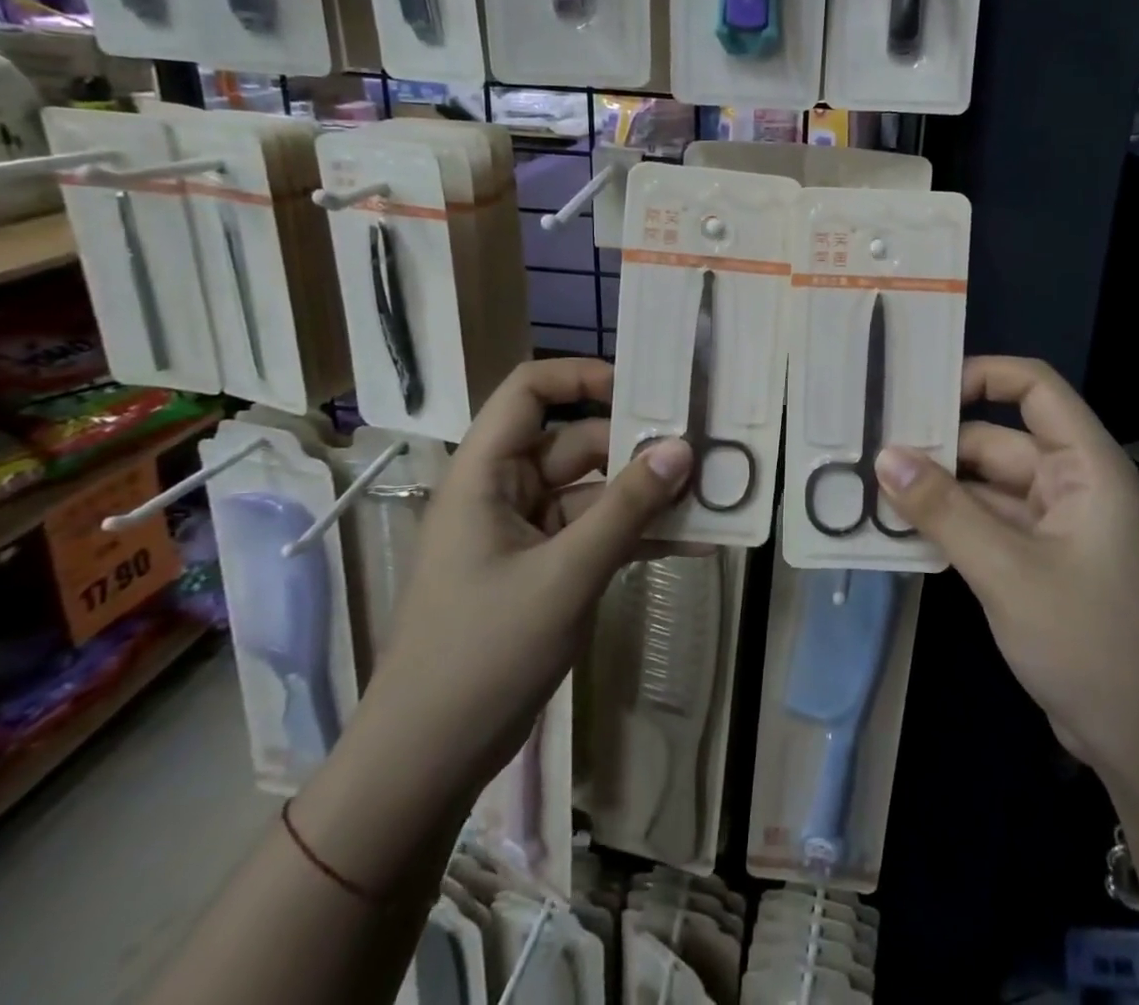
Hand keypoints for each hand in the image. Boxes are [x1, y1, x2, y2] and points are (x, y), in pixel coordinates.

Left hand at [361, 358, 691, 793]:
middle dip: (636, 448)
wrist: (428, 762)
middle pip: (576, 443)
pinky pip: (597, 535)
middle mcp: (505, 493)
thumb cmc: (483, 653)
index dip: (581, 377)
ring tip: (710, 496)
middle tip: (701, 451)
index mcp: (486, 475)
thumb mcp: (565, 575)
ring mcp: (527, 534)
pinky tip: (693, 545)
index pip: (528, 392)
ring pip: (594, 492)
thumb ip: (627, 509)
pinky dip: (637, 536)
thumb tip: (682, 448)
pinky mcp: (545, 570)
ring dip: (646, 497)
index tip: (643, 391)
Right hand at [874, 356, 1138, 798]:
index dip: (982, 375)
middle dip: (938, 445)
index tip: (919, 390)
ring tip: (869, 486)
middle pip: (997, 441)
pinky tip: (900, 531)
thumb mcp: (1009, 572)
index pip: (1035, 389)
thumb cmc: (1094, 642)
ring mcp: (1055, 529)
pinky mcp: (1039, 567)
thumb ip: (944, 511)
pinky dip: (950, 527)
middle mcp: (1070, 486)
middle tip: (868, 447)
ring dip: (937, 491)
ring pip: (986, 489)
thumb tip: (884, 456)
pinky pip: (987, 528)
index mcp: (1084, 466)